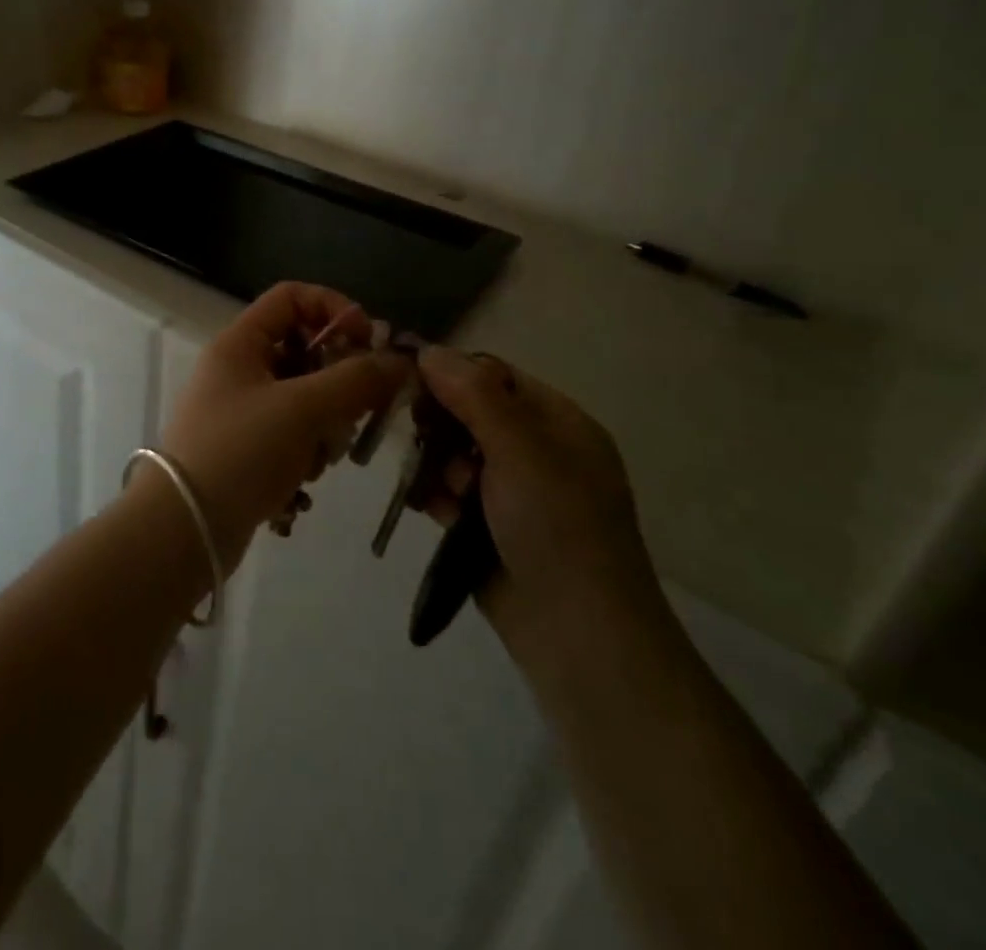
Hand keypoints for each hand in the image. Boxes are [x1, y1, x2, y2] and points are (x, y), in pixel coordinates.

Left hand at [162, 283, 410, 570]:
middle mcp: (238, 369)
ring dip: (325, 424)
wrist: (186, 529)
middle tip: (359, 409)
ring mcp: (240, 410)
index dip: (334, 309)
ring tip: (320, 455)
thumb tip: (400, 361)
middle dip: (337, 380)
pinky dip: (306, 451)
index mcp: (240, 343)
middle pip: (304, 350)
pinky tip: (304, 480)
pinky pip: (292, 434)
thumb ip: (356, 380)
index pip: (292, 297)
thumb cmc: (241, 452)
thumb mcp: (303, 409)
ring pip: (304, 397)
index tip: (368, 343)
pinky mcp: (246, 448)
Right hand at [413, 346, 660, 658]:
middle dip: (441, 425)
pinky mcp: (488, 527)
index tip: (407, 379)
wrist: (578, 637)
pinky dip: (436, 496)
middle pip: (468, 413)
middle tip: (422, 439)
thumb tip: (428, 348)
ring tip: (443, 492)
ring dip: (437, 465)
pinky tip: (432, 511)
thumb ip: (473, 394)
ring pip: (453, 454)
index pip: (494, 375)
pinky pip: (449, 493)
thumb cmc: (557, 528)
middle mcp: (537, 451)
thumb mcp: (520, 449)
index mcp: (558, 423)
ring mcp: (513, 492)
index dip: (451, 373)